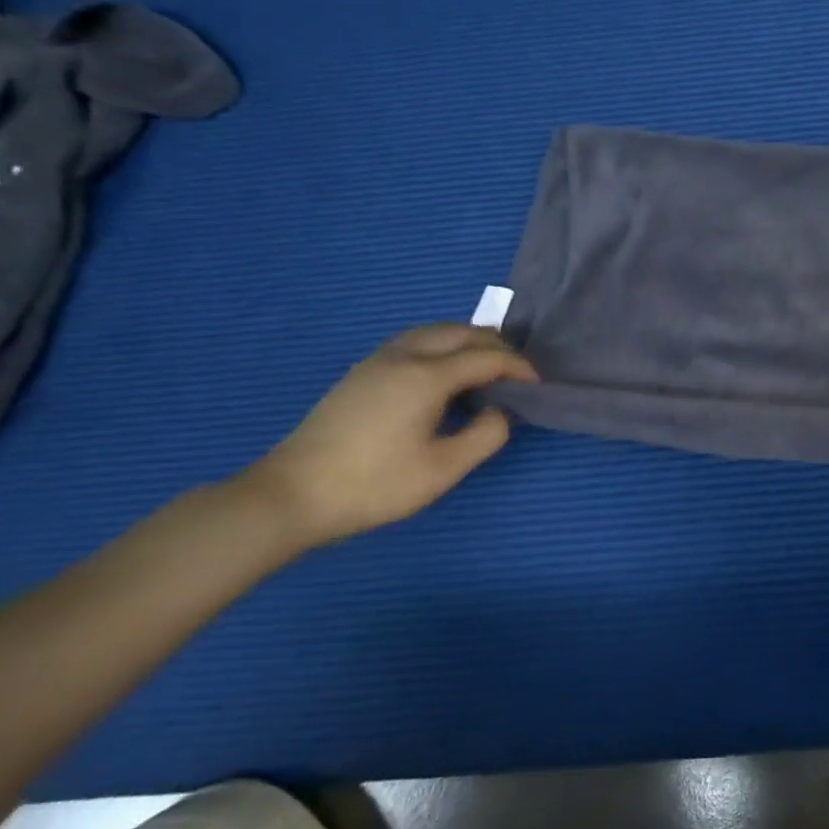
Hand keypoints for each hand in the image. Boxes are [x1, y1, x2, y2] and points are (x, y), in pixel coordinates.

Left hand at [240, 324, 536, 547]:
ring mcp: (377, 361)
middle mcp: (404, 356)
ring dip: (468, 342)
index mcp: (427, 376)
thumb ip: (486, 435)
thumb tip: (500, 411)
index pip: (487, 357)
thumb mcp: (443, 469)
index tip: (538, 385)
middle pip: (461, 332)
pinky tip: (445, 376)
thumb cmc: (374, 485)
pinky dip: (443, 347)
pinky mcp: (361, 373)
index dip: (519, 367)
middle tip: (518, 372)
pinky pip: (415, 342)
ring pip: (435, 332)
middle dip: (496, 346)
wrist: (290, 496)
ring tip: (487, 368)